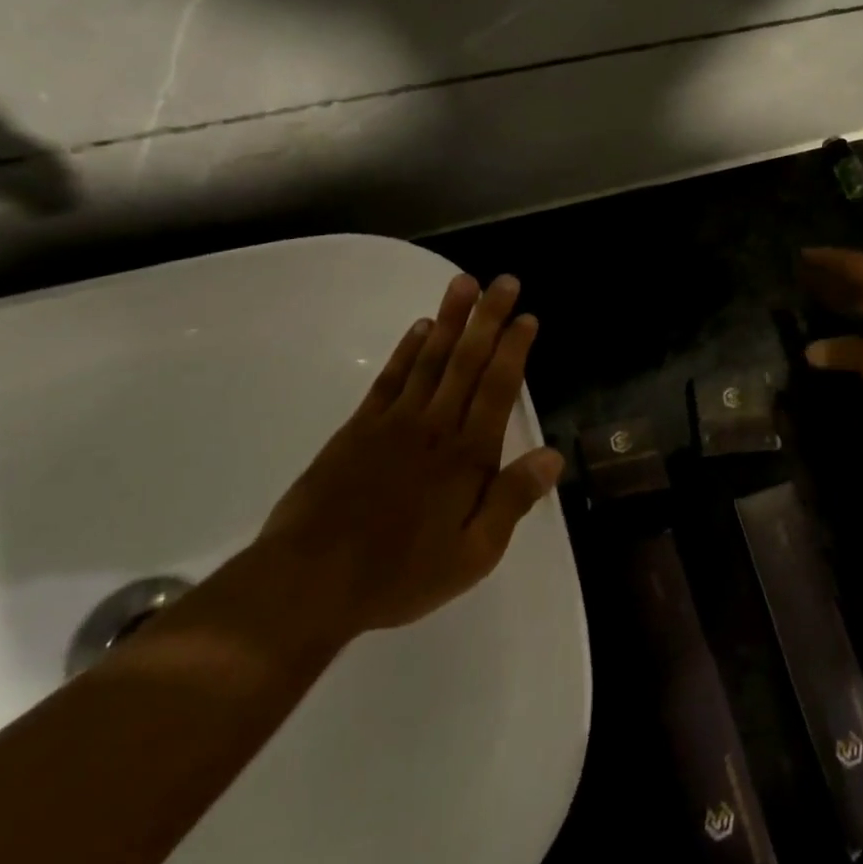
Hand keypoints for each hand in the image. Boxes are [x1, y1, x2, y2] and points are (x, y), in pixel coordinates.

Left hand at [259, 272, 564, 638]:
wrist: (309, 582)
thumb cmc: (400, 574)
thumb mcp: (473, 554)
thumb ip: (512, 500)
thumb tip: (553, 456)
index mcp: (467, 456)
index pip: (498, 389)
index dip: (514, 350)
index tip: (526, 317)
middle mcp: (435, 426)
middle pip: (467, 361)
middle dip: (488, 318)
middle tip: (504, 281)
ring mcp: (394, 422)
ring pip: (429, 359)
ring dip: (449, 319)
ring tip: (463, 283)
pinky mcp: (358, 428)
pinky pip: (389, 379)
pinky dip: (406, 350)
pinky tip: (419, 328)